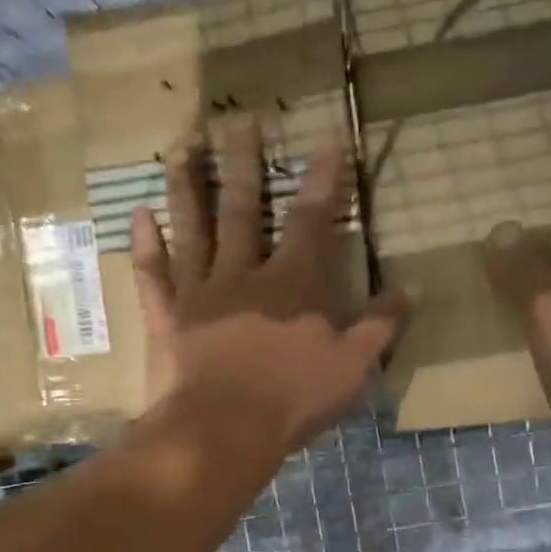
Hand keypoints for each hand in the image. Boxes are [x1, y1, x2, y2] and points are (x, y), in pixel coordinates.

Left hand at [130, 118, 407, 455]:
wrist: (223, 430)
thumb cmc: (292, 398)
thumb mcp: (352, 366)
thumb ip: (380, 325)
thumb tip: (413, 288)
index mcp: (291, 284)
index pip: (310, 221)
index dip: (323, 181)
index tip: (328, 141)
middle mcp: (242, 275)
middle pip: (242, 209)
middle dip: (244, 164)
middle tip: (239, 121)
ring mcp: (199, 294)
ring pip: (192, 230)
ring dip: (186, 187)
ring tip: (181, 148)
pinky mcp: (167, 319)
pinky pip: (153, 276)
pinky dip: (144, 245)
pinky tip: (137, 214)